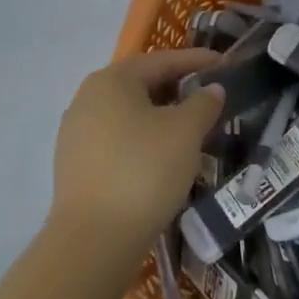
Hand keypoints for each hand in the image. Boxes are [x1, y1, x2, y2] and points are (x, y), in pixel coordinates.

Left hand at [50, 49, 225, 267]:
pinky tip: (160, 155)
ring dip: (159, 115)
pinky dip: (141, 138)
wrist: (94, 238)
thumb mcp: (185, 132)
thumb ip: (203, 103)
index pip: (161, 60)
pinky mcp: (74, 163)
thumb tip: (211, 89)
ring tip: (189, 127)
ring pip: (127, 113)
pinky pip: (116, 138)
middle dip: (177, 87)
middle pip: (140, 84)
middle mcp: (87, 97)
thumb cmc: (144, 171)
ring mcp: (76, 131)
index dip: (196, 60)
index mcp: (112, 80)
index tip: (224, 62)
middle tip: (208, 95)